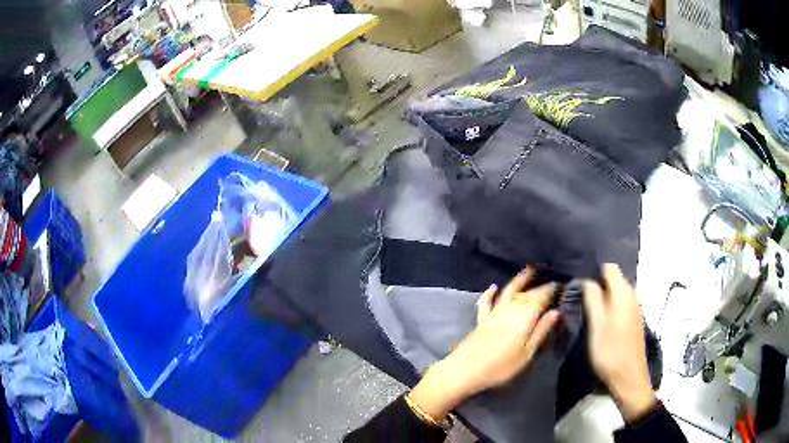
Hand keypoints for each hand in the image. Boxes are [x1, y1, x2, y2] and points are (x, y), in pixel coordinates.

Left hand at [409, 268, 560, 419]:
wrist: (464, 370)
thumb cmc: (501, 367)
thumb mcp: (527, 353)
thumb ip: (541, 331)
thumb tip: (556, 312)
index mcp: (524, 316)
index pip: (541, 297)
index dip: (551, 290)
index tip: (561, 285)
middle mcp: (509, 309)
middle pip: (526, 292)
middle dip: (539, 284)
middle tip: (550, 278)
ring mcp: (493, 313)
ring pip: (508, 291)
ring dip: (519, 279)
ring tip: (529, 269)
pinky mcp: (481, 320)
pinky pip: (486, 302)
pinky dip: (490, 293)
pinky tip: (493, 286)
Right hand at [583, 264, 655, 422]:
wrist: (628, 377)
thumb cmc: (610, 351)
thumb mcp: (596, 324)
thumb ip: (592, 298)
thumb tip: (586, 279)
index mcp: (623, 292)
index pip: (609, 267)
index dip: (593, 271)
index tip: (579, 283)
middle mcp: (633, 294)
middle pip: (613, 279)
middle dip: (597, 285)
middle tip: (580, 298)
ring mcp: (635, 307)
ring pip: (617, 292)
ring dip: (604, 297)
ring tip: (588, 310)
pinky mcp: (635, 319)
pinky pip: (621, 304)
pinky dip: (611, 307)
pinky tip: (601, 321)